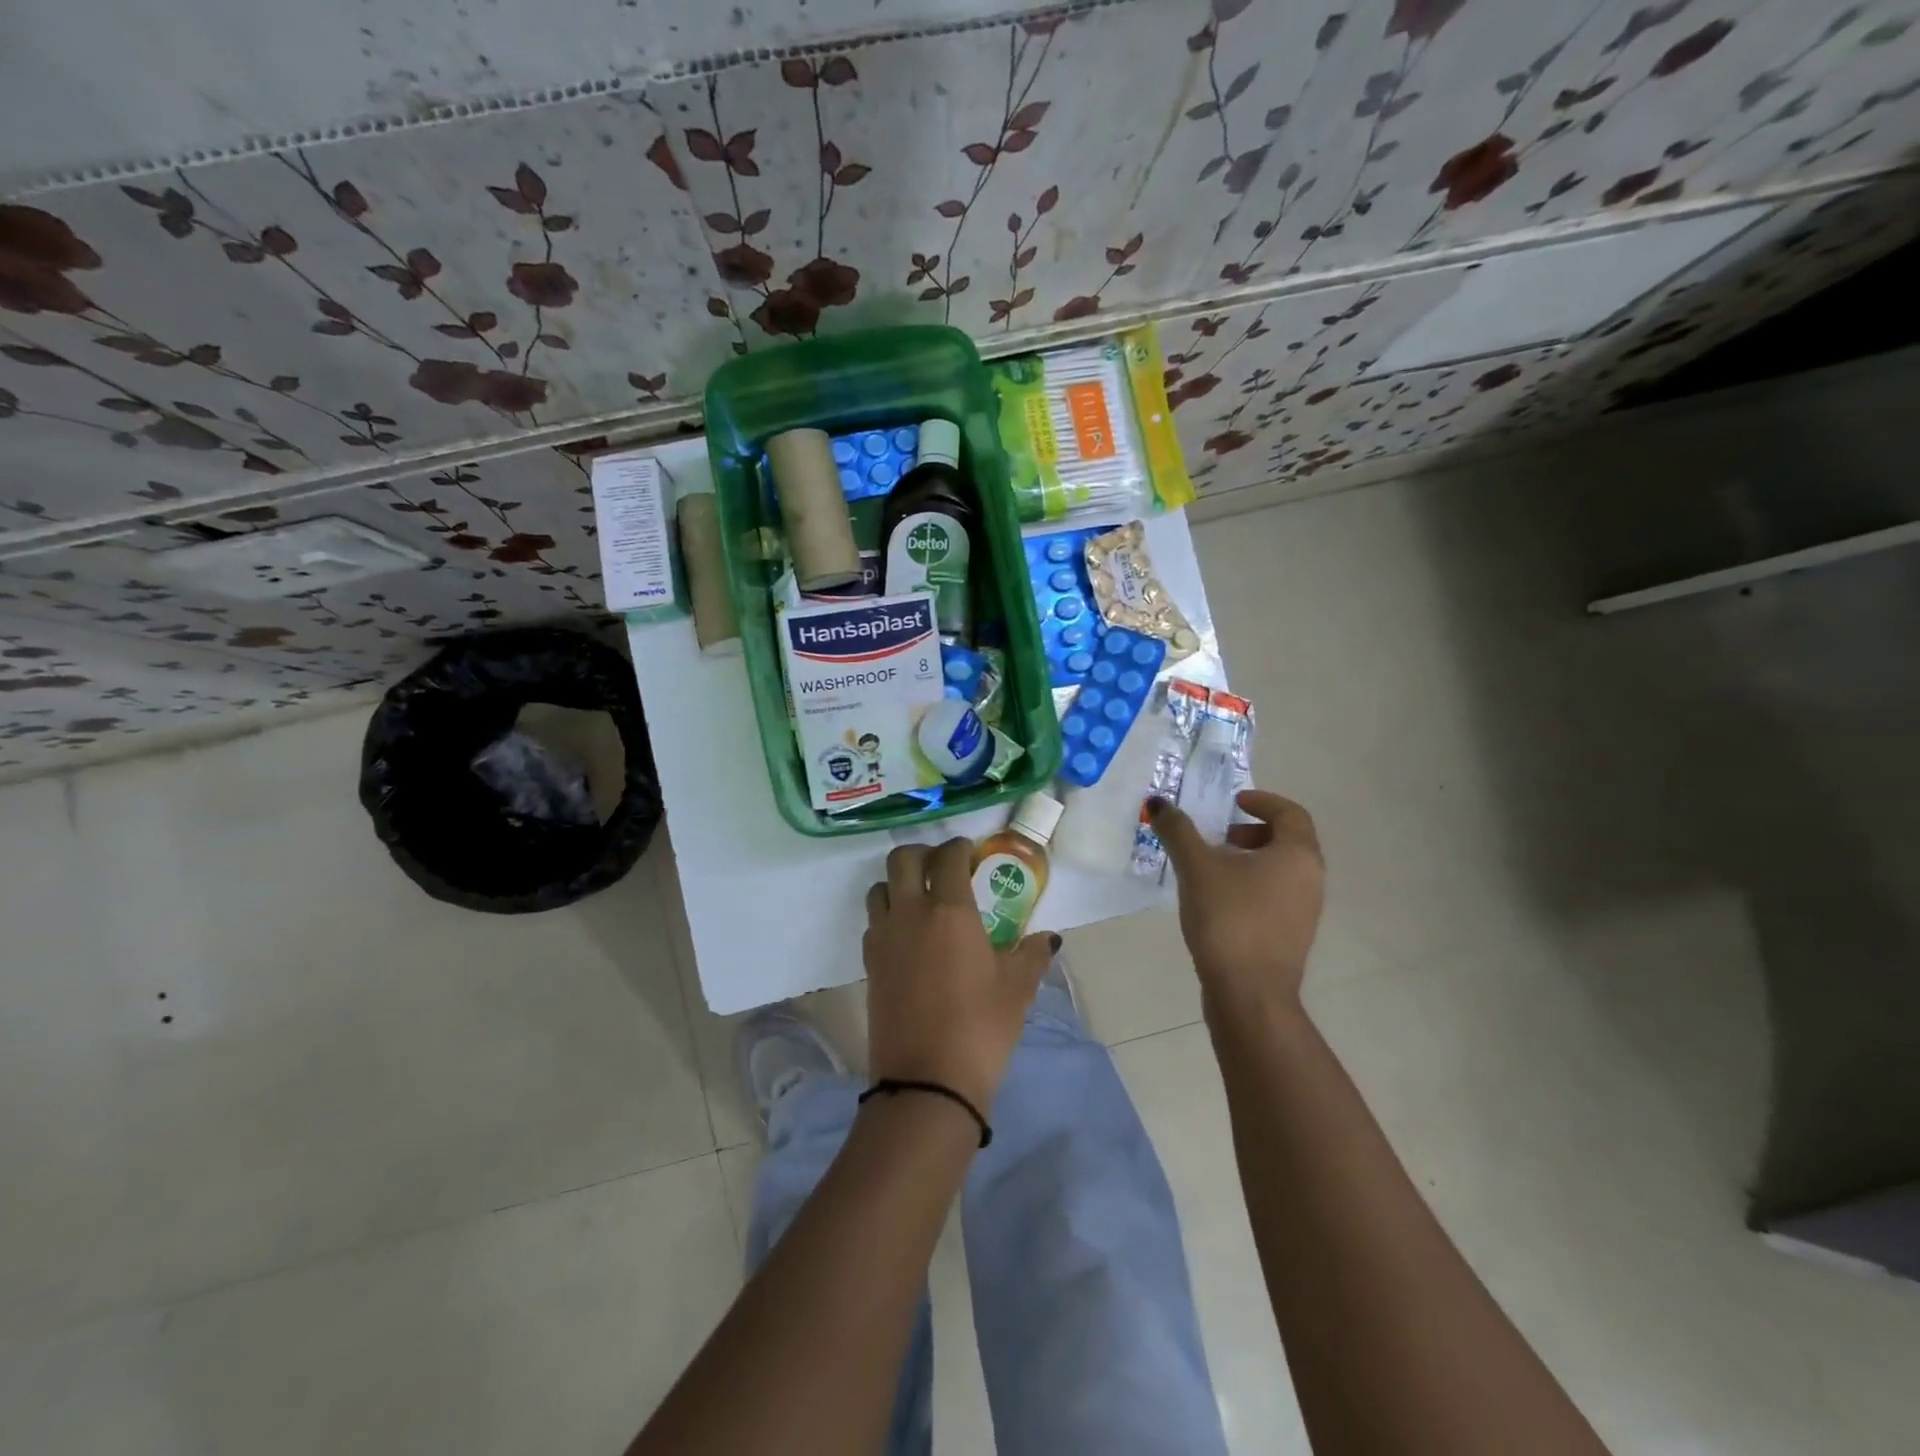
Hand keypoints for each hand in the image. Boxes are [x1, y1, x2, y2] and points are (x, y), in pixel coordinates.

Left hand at [863, 839, 1057, 1112]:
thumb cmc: (980, 1028)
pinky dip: (888, 914)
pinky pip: (873, 921)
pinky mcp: (869, 963)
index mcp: (949, 910)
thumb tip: (1049, 938)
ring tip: (921, 898)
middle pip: (902, 859)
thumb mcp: (1017, 989)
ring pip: (881, 888)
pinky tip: (907, 935)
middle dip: (922, 853)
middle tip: (942, 866)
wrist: (927, 1081)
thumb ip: (1032, 955)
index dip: (959, 848)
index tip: (970, 852)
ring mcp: (883, 937)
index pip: (948, 858)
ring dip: (899, 882)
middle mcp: (910, 913)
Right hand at [1149, 790, 1324, 1007]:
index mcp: (1298, 855)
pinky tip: (1217, 900)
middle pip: (1288, 840)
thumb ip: (1178, 830)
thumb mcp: (1197, 867)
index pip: (1291, 812)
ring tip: (1212, 867)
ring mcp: (1305, 911)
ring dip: (1250, 859)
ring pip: (1281, 870)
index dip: (1263, 801)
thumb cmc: (1229, 919)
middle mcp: (1311, 879)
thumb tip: (1159, 802)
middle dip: (1253, 831)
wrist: (1249, 993)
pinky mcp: (1291, 936)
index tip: (1233, 803)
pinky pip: (1276, 895)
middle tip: (1221, 835)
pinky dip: (1252, 884)